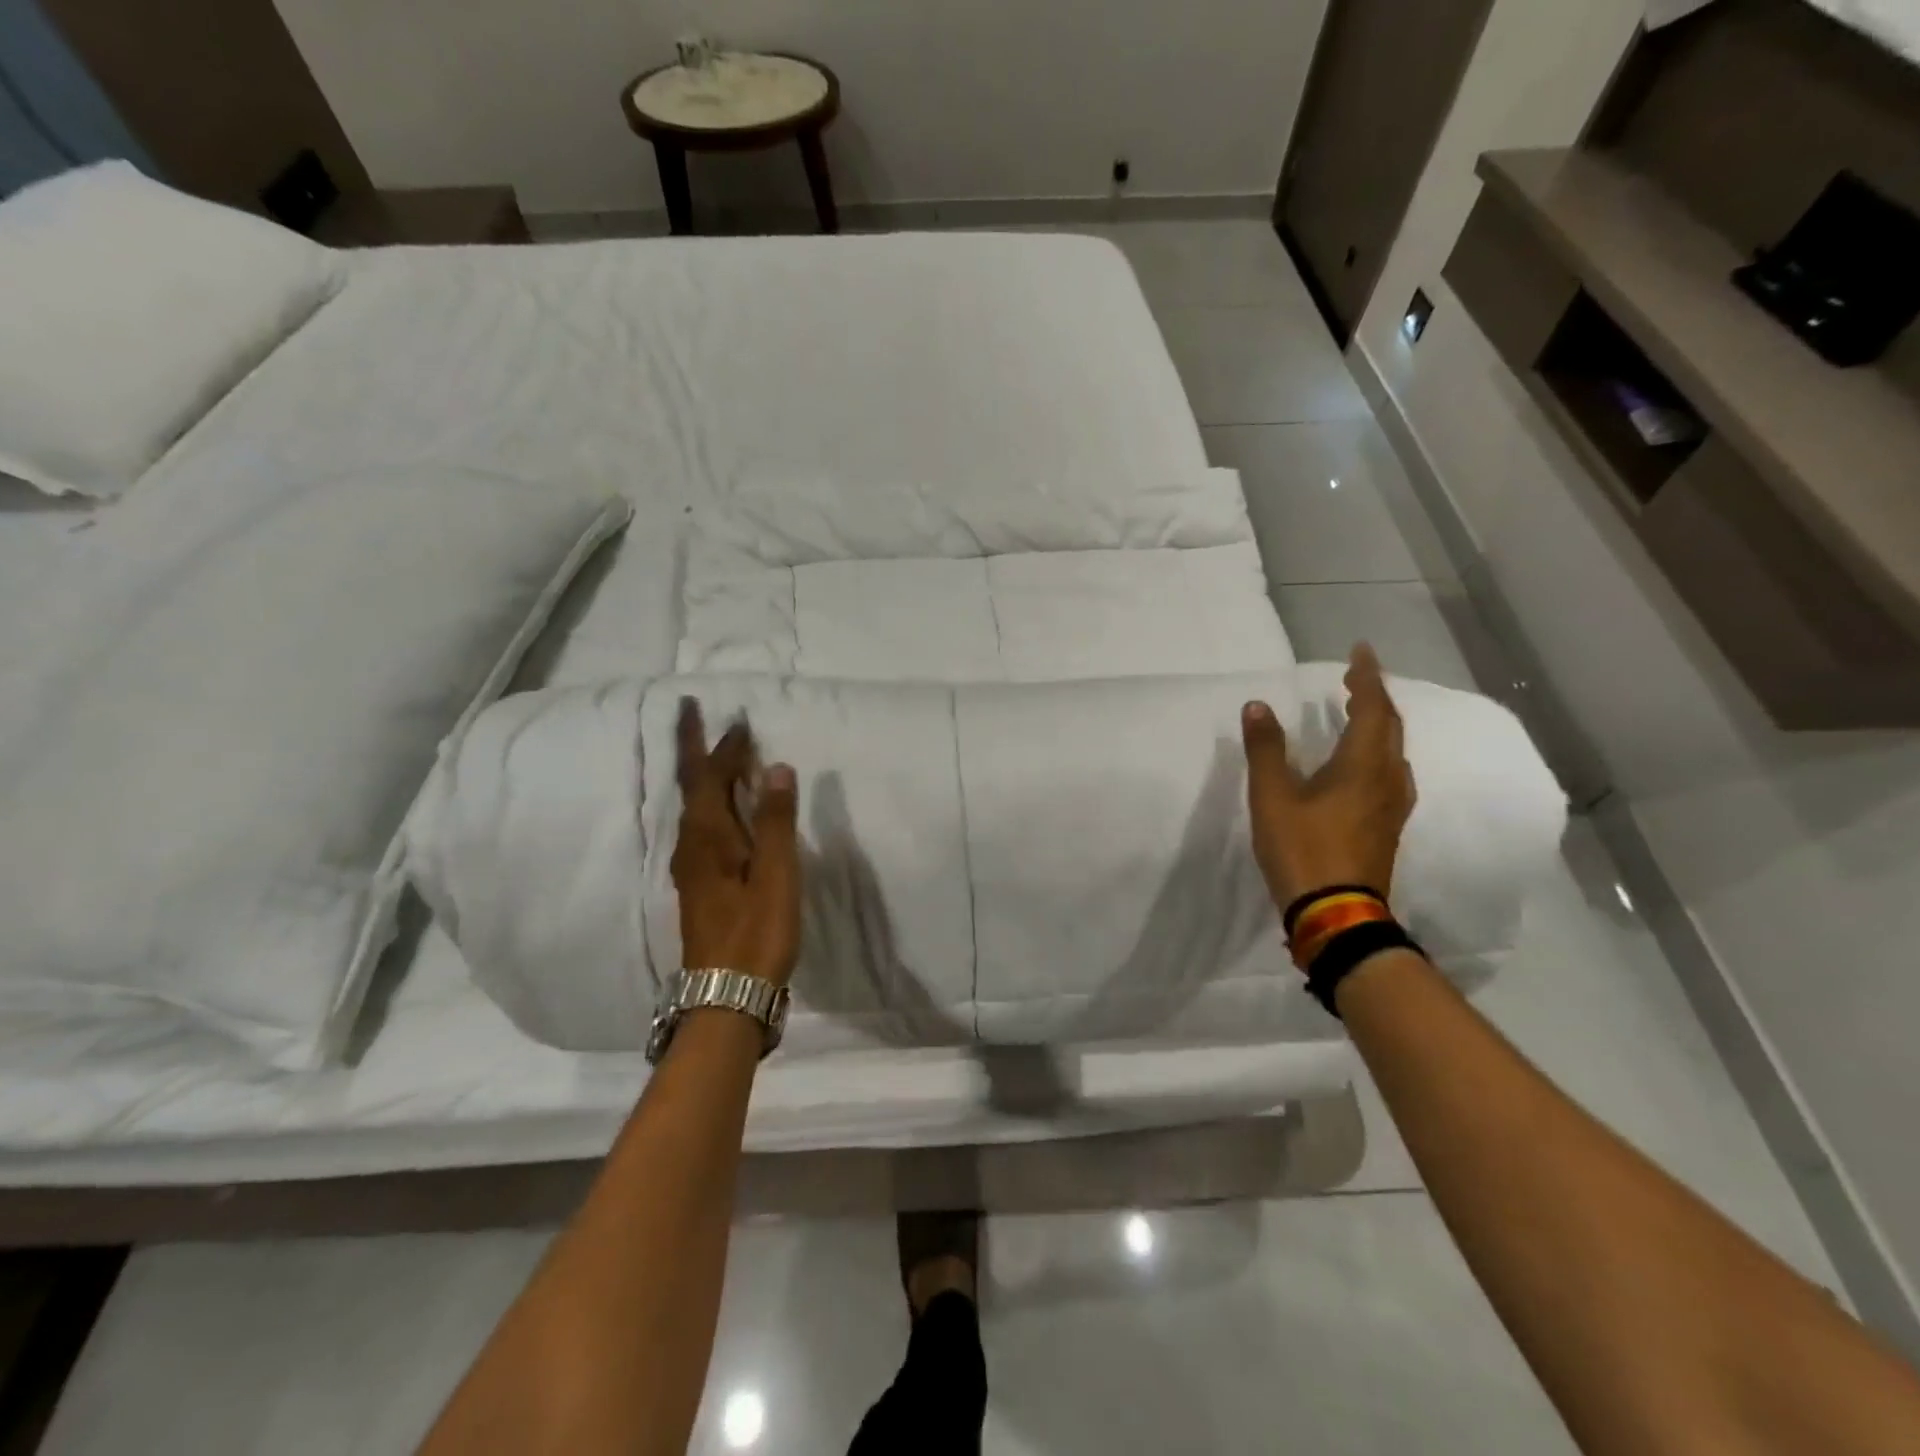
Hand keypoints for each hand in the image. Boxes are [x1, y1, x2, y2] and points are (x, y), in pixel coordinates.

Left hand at [670, 700, 801, 987]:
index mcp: (708, 837)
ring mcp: (691, 867)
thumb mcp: (775, 874)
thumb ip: (775, 821)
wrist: (728, 994)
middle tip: (690, 712)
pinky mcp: (699, 884)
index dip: (725, 747)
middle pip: (690, 786)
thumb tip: (774, 767)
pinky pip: (700, 826)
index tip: (739, 720)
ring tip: (711, 752)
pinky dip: (708, 802)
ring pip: (692, 807)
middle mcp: (691, 846)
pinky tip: (720, 811)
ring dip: (699, 774)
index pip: (711, 778)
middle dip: (692, 747)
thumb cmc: (757, 932)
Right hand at [1242, 643, 1415, 910]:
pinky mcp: (1387, 827)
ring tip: (1357, 713)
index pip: (1373, 707)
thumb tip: (1257, 706)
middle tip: (1353, 678)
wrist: (1336, 914)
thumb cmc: (1303, 849)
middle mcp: (1388, 779)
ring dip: (1378, 725)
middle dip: (1374, 697)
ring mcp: (1392, 806)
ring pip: (1393, 752)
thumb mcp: (1273, 797)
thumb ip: (1266, 749)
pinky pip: (1389, 773)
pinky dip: (1376, 752)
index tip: (1360, 650)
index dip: (1367, 676)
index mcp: (1364, 765)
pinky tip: (1362, 764)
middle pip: (1390, 727)